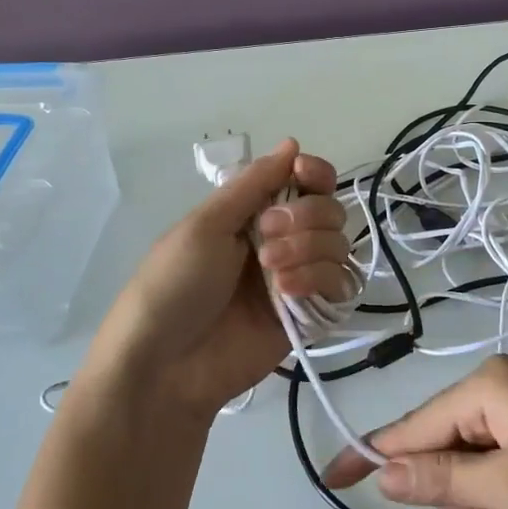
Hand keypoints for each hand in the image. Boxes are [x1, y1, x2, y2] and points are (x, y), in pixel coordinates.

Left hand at [90, 140, 354, 417]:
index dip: (315, 174)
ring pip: (339, 245)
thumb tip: (293, 143)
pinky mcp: (310, 315)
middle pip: (329, 209)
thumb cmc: (174, 285)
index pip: (306, 182)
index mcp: (253, 213)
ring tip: (271, 273)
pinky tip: (287, 294)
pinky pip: (341, 285)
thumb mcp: (206, 223)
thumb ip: (254, 183)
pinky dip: (320, 280)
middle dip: (304, 217)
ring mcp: (297, 278)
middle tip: (267, 237)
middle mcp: (282, 241)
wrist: (166, 365)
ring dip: (308, 250)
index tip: (305, 176)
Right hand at [324, 354, 507, 508]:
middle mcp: (505, 381)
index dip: (370, 455)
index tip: (330, 480)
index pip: (411, 425)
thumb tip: (381, 470)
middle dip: (457, 494)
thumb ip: (442, 479)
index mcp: (488, 385)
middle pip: (447, 442)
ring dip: (487, 497)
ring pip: (479, 454)